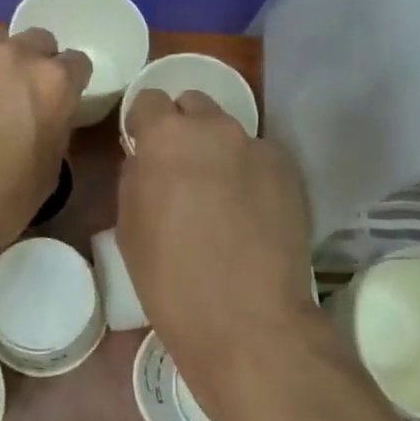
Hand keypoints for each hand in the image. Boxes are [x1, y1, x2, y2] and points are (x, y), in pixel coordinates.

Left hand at [0, 29, 90, 291]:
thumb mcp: (50, 169)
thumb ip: (55, 124)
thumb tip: (45, 111)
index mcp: (52, 81)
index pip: (75, 61)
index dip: (67, 84)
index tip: (55, 103)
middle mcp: (12, 53)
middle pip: (34, 41)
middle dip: (31, 65)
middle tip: (12, 100)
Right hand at [116, 88, 317, 405]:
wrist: (248, 321)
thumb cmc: (171, 279)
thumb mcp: (129, 227)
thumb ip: (136, 176)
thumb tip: (147, 159)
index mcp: (167, 136)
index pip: (149, 100)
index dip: (144, 124)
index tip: (144, 150)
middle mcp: (216, 128)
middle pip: (194, 105)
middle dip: (183, 128)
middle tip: (181, 171)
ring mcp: (258, 147)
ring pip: (229, 133)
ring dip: (218, 151)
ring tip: (221, 197)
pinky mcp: (290, 172)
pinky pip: (260, 159)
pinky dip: (250, 174)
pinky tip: (252, 213)